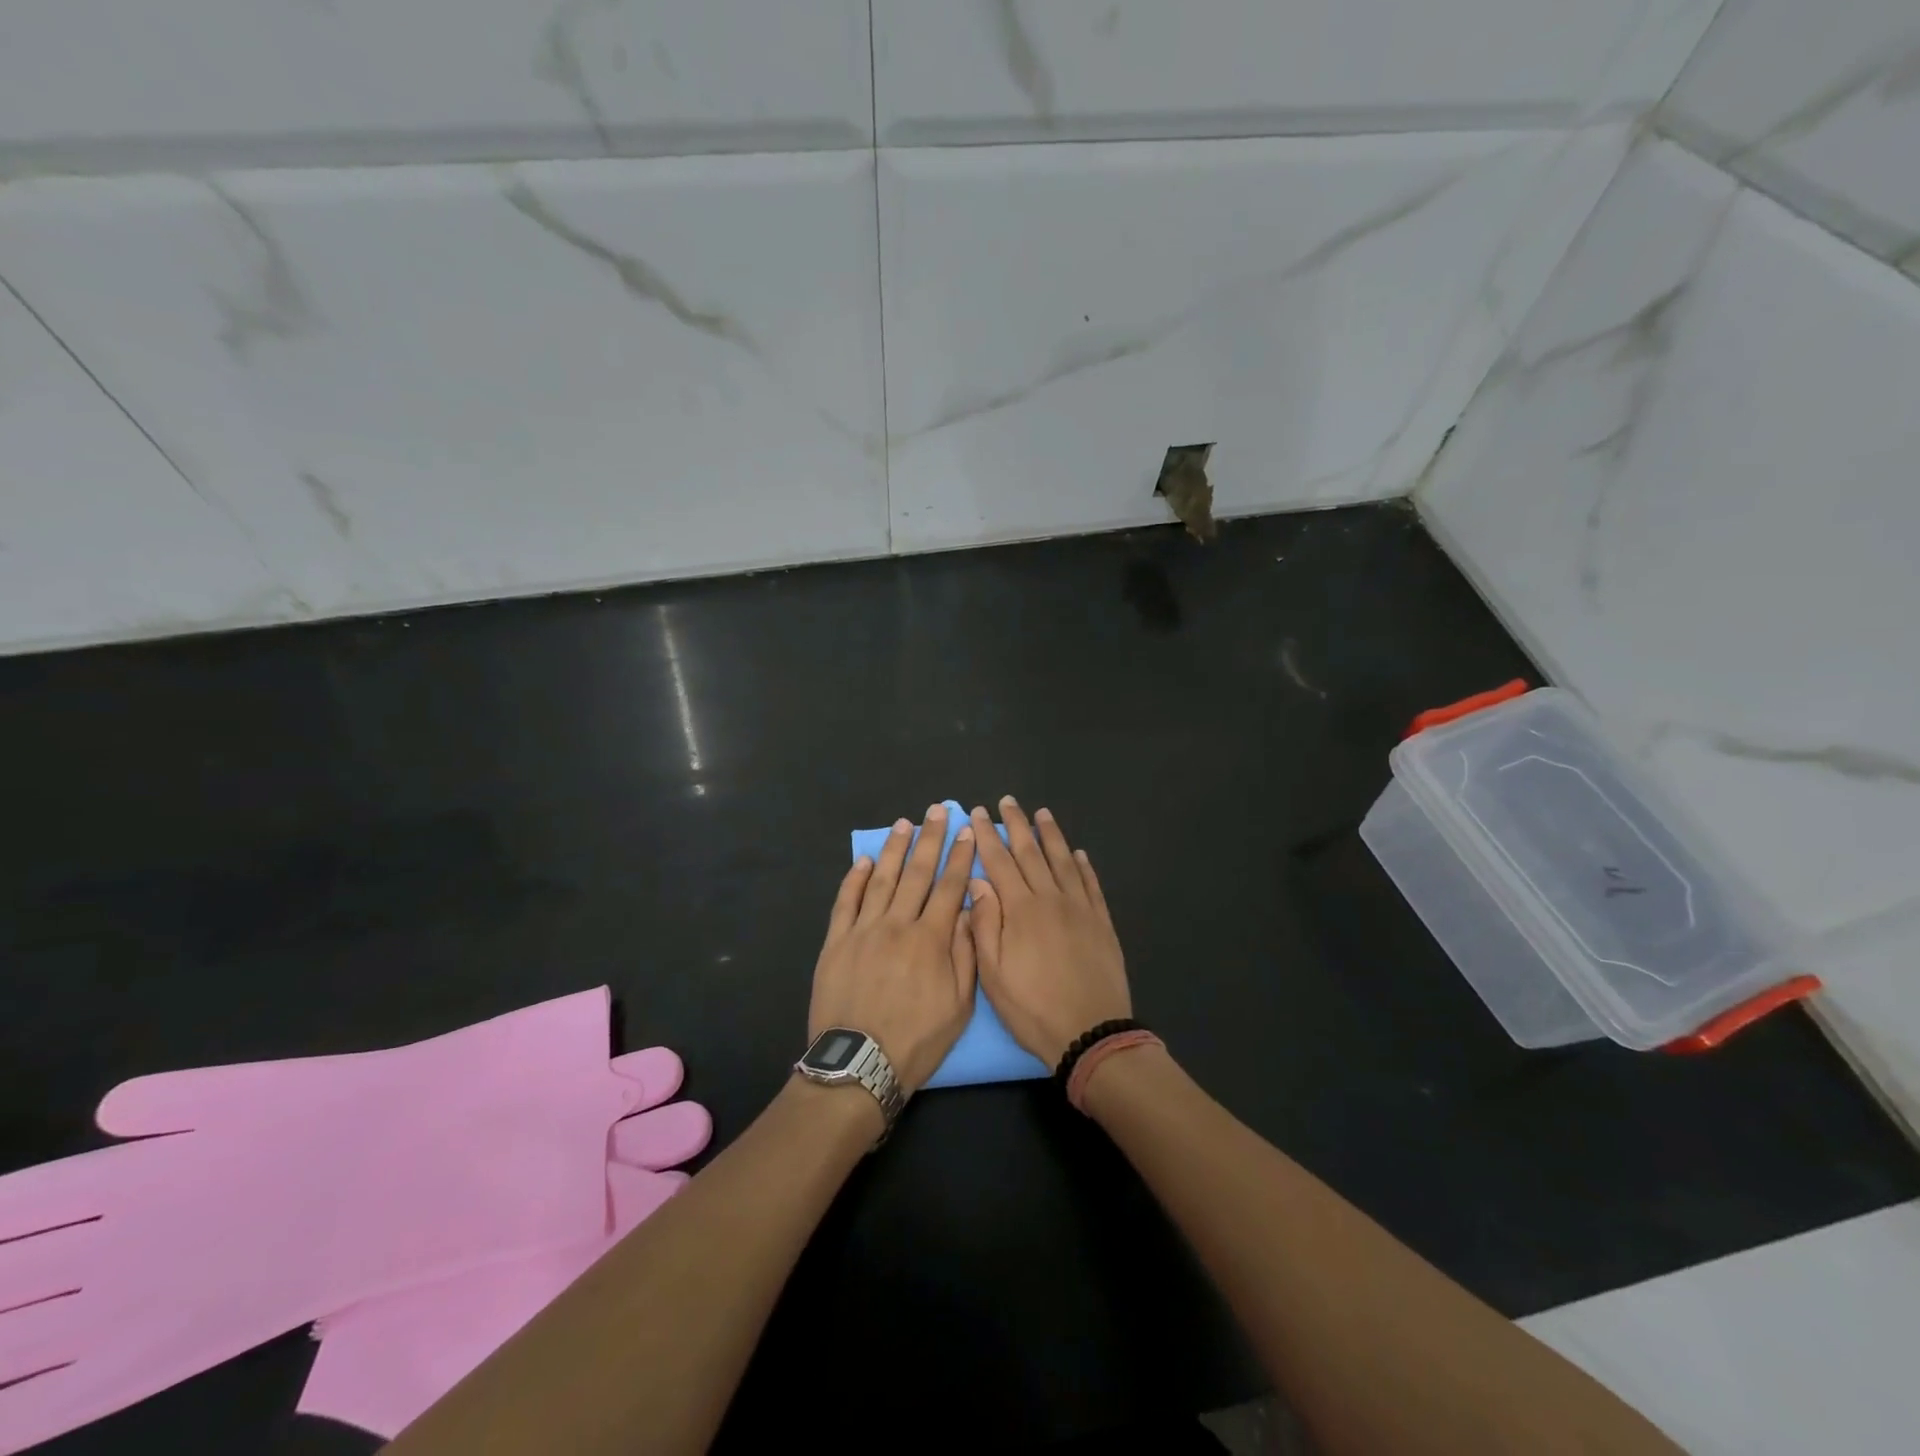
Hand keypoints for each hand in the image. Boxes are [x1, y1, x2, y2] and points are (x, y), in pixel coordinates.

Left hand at [808, 804, 976, 1095]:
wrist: (859, 1066)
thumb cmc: (917, 1041)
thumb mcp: (959, 1006)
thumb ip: (965, 954)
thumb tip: (968, 910)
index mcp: (931, 939)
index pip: (949, 887)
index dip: (959, 857)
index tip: (967, 831)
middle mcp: (898, 925)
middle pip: (917, 873)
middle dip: (930, 839)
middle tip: (938, 811)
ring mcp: (863, 930)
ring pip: (882, 879)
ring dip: (895, 849)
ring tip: (904, 824)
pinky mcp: (836, 941)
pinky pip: (846, 902)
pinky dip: (855, 878)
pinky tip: (865, 860)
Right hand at [967, 797, 1130, 1068]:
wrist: (1091, 1032)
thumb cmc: (1033, 1008)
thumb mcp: (993, 974)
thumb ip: (984, 924)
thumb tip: (978, 881)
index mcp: (1020, 910)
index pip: (1000, 862)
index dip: (988, 836)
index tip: (979, 813)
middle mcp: (1051, 899)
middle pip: (1031, 853)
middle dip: (1017, 825)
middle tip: (1009, 801)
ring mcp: (1080, 909)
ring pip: (1063, 861)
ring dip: (1051, 835)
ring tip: (1042, 813)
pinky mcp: (1101, 922)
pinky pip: (1091, 885)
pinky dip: (1084, 866)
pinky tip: (1078, 853)